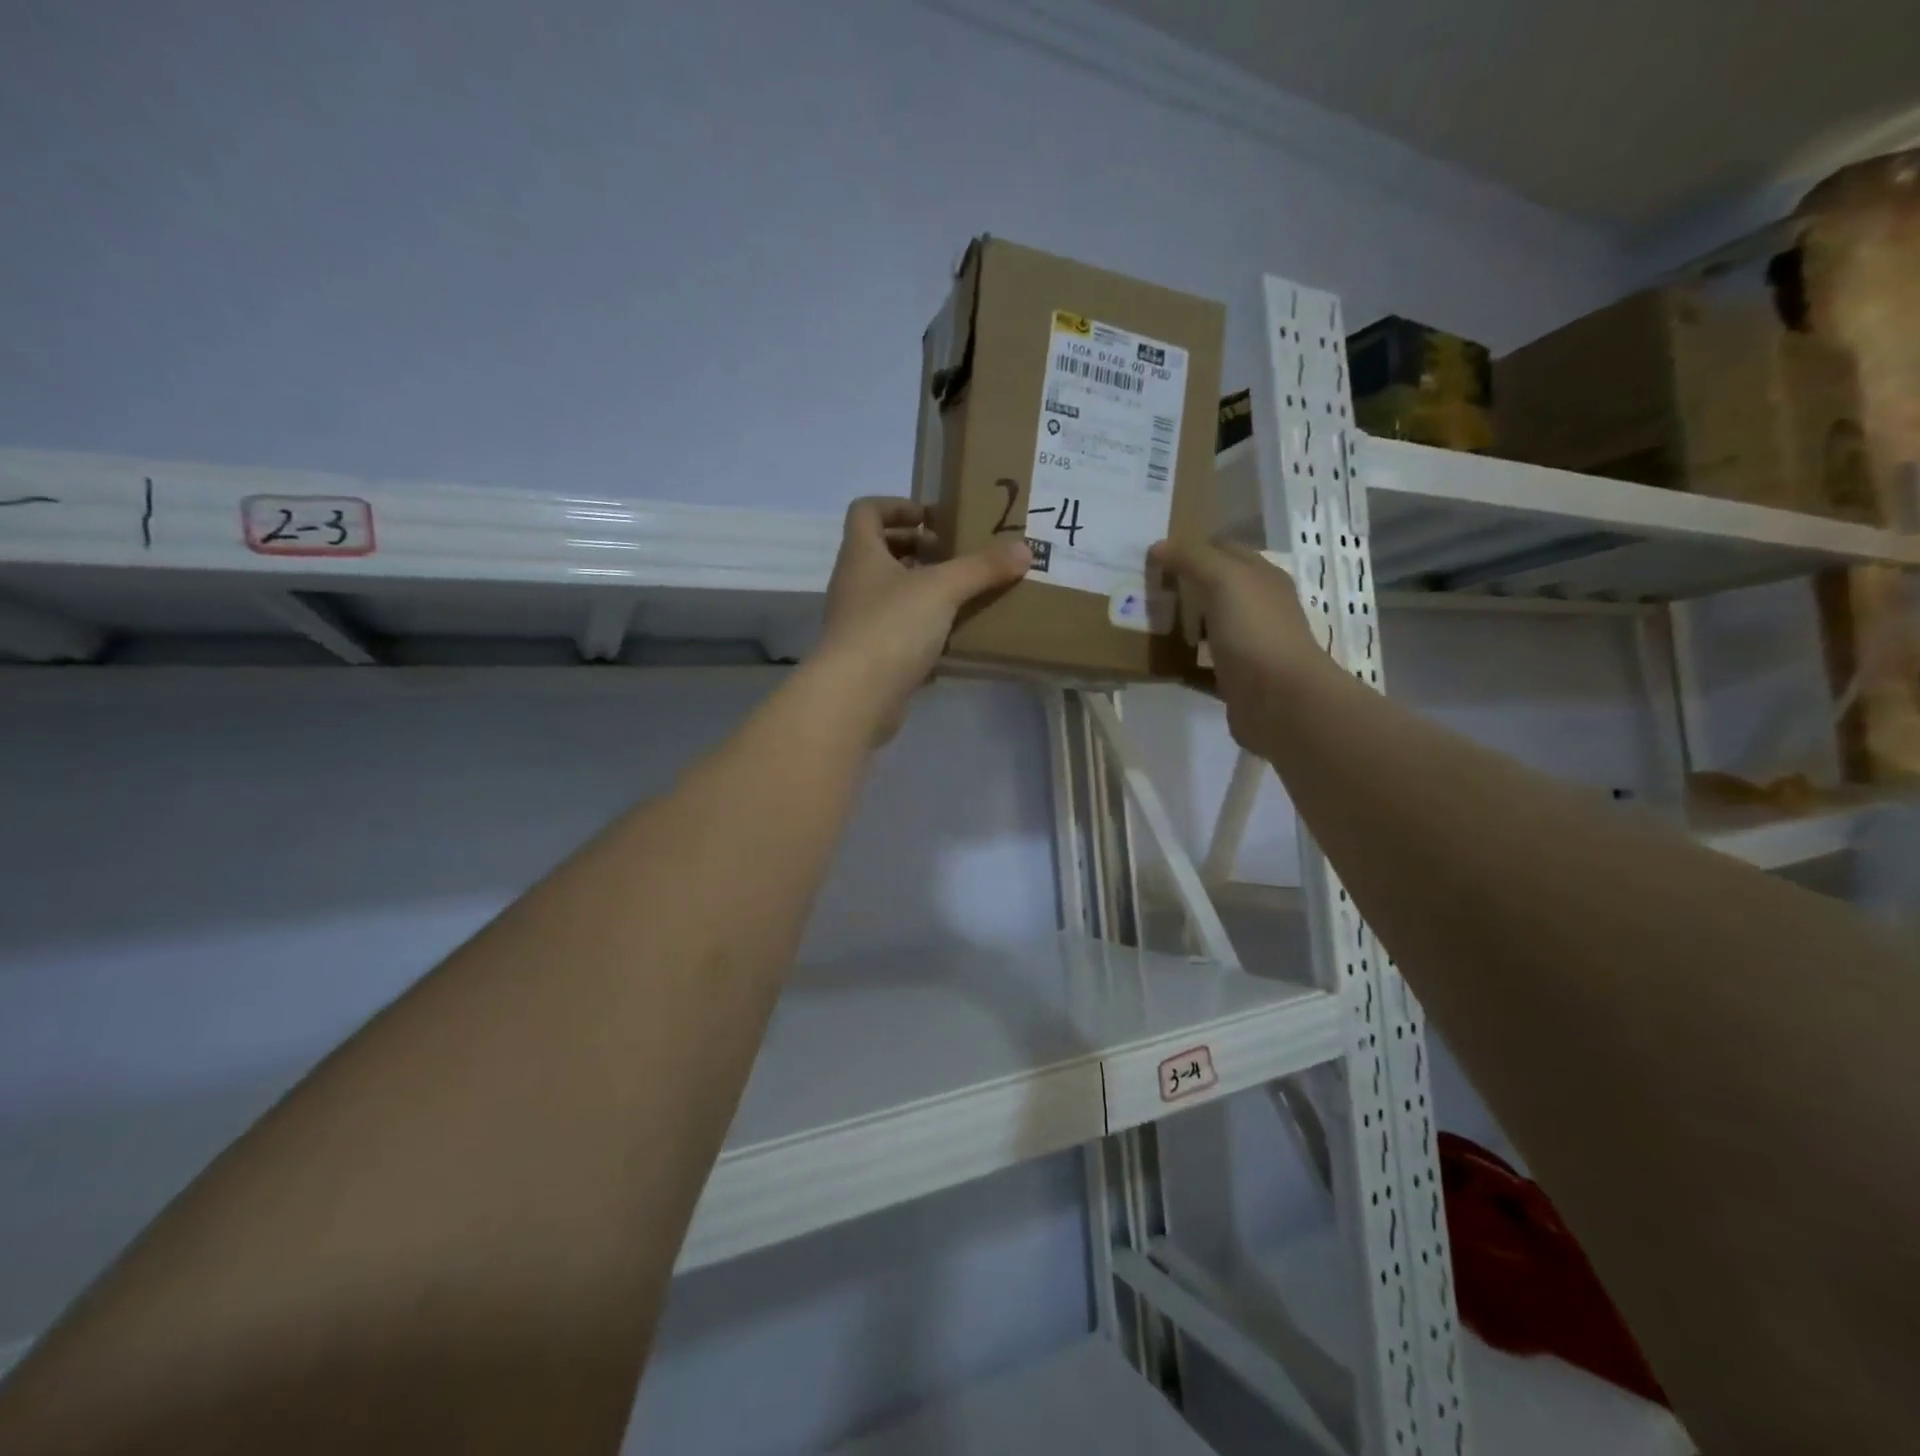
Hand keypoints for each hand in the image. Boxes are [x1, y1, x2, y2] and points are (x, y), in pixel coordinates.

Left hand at [816, 498, 1029, 741]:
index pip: (867, 511)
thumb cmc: (891, 627)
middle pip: (880, 552)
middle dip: (917, 549)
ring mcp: (858, 622)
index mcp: (861, 555)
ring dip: (922, 590)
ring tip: (962, 595)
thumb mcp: (942, 589)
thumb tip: (1024, 548)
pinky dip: (923, 629)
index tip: (932, 518)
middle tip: (954, 556)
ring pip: (890, 594)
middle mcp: (854, 584)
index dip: (897, 506)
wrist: (855, 697)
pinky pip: (898, 631)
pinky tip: (953, 638)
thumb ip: (982, 567)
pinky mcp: (870, 657)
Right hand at [1149, 538, 1326, 749]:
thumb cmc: (1256, 632)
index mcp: (1262, 579)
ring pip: (1209, 627)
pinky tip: (1158, 662)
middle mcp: (1259, 609)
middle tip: (1142, 587)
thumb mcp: (1225, 580)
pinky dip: (1183, 663)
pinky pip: (1203, 666)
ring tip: (1144, 621)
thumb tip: (1159, 545)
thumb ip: (1193, 559)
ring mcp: (1248, 646)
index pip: (1225, 550)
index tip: (1154, 554)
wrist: (1281, 701)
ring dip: (1182, 624)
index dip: (1193, 547)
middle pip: (1216, 589)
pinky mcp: (1235, 680)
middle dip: (1183, 586)